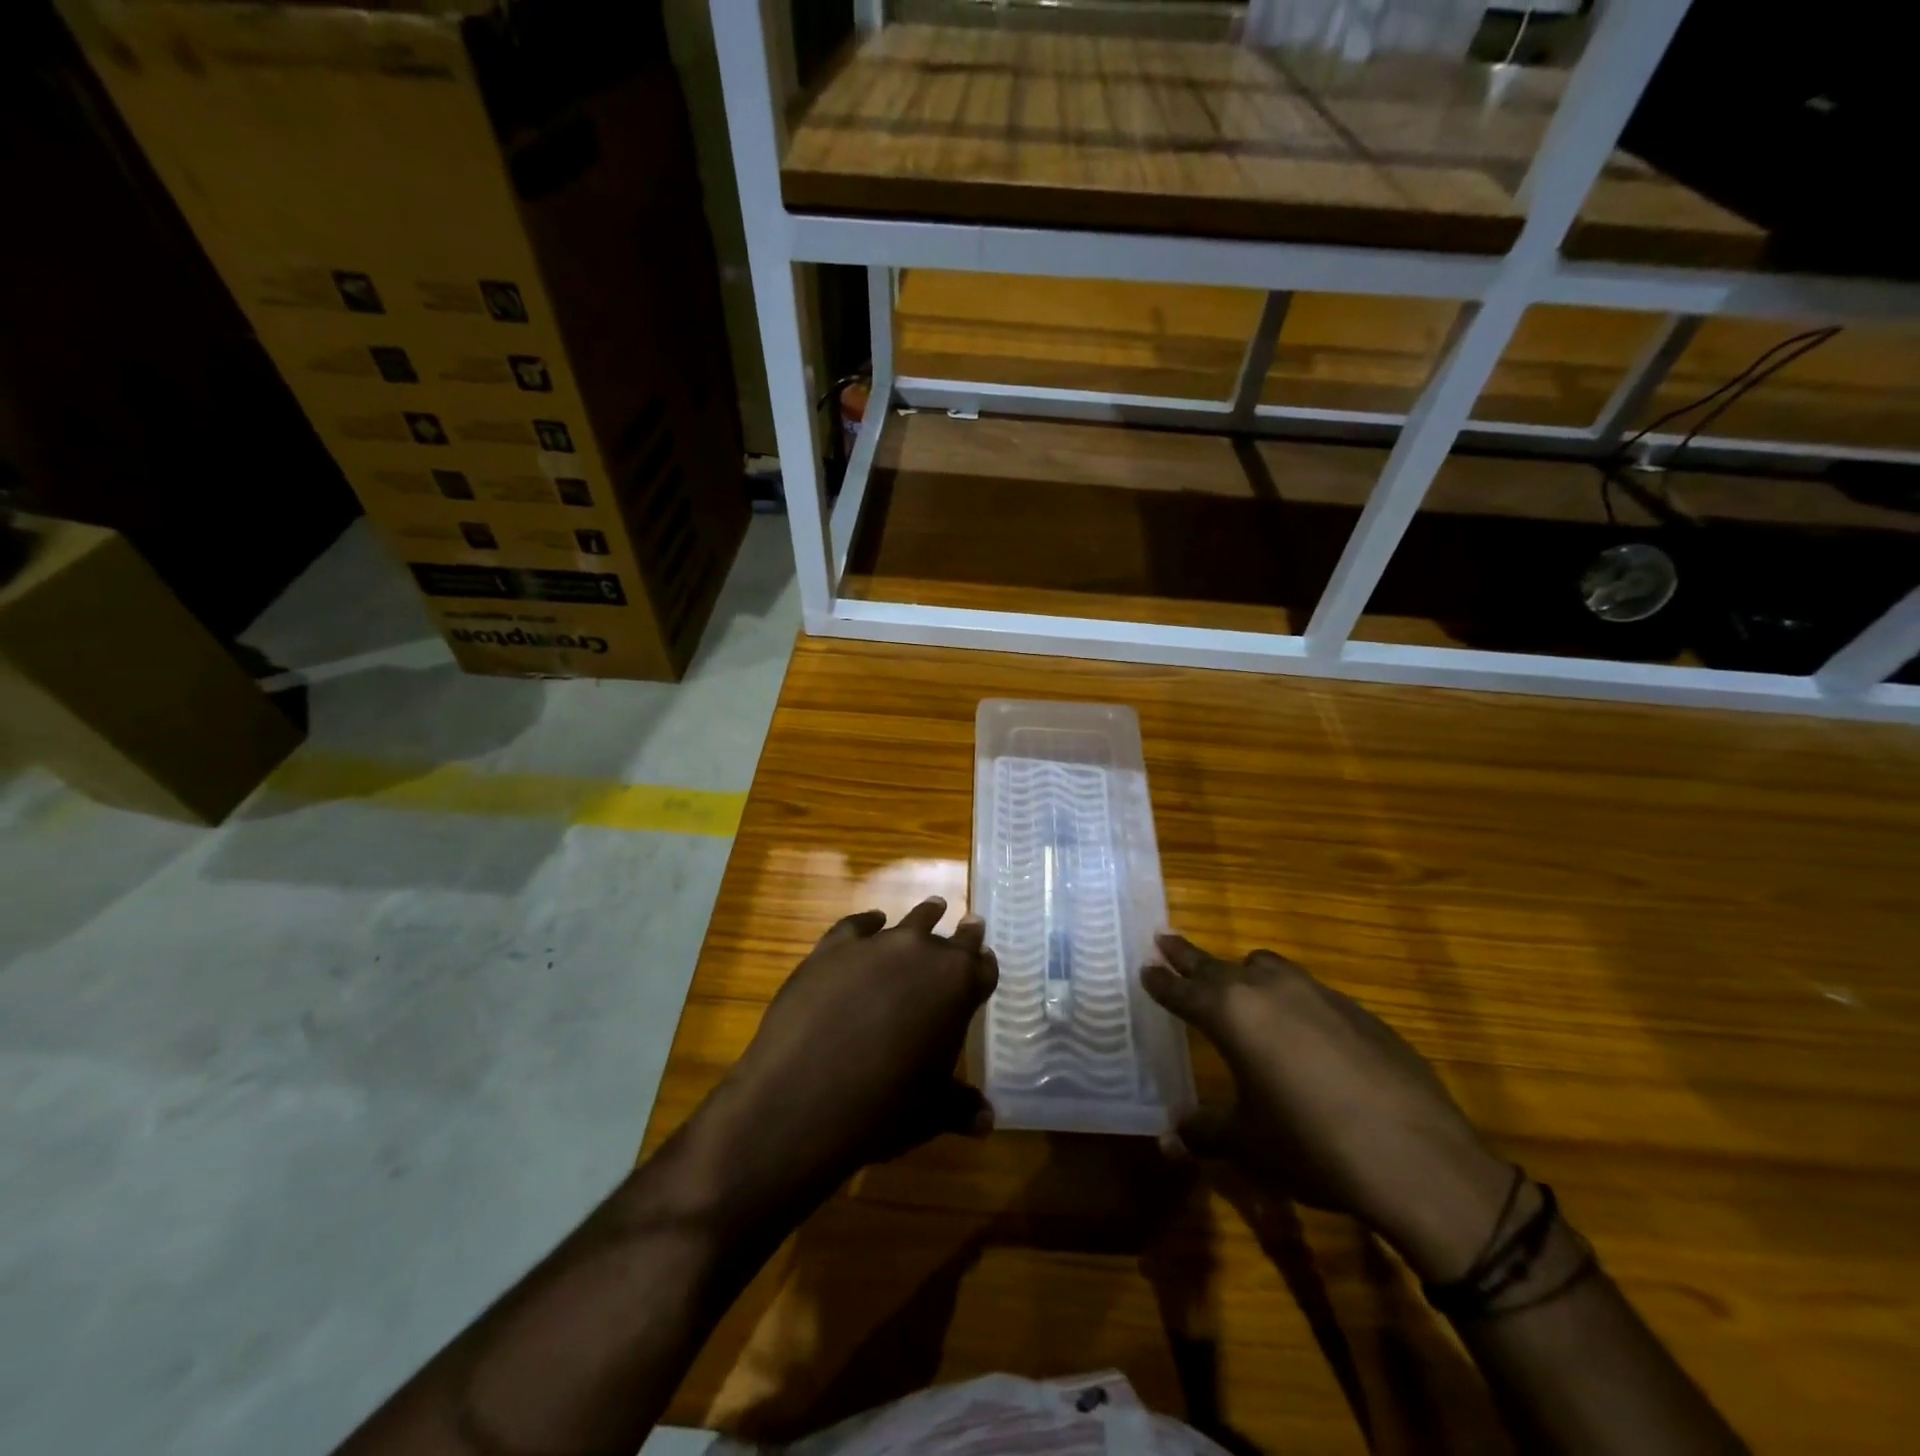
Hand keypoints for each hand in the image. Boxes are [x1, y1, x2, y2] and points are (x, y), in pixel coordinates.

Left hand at [686, 898, 997, 1223]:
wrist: (804, 1097)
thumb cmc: (884, 1107)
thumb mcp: (931, 1112)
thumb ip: (961, 1106)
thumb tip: (987, 1121)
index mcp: (957, 987)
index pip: (982, 967)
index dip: (984, 966)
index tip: (985, 960)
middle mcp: (923, 954)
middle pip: (952, 938)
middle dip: (963, 934)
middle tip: (971, 924)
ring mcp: (876, 945)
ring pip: (910, 921)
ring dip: (924, 916)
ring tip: (932, 908)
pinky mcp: (832, 948)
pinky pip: (857, 925)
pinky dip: (868, 922)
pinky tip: (872, 921)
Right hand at [1144, 933, 1513, 1280]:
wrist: (1418, 1160)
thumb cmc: (1312, 1146)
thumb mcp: (1248, 1145)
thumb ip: (1204, 1133)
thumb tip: (1168, 1140)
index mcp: (1232, 1014)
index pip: (1184, 990)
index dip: (1162, 981)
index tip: (1146, 967)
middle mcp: (1270, 990)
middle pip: (1218, 965)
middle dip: (1190, 958)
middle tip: (1167, 942)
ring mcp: (1318, 994)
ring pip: (1268, 967)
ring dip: (1244, 972)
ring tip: (1237, 984)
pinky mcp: (1358, 1010)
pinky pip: (1309, 990)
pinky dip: (1290, 998)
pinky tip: (1303, 1033)